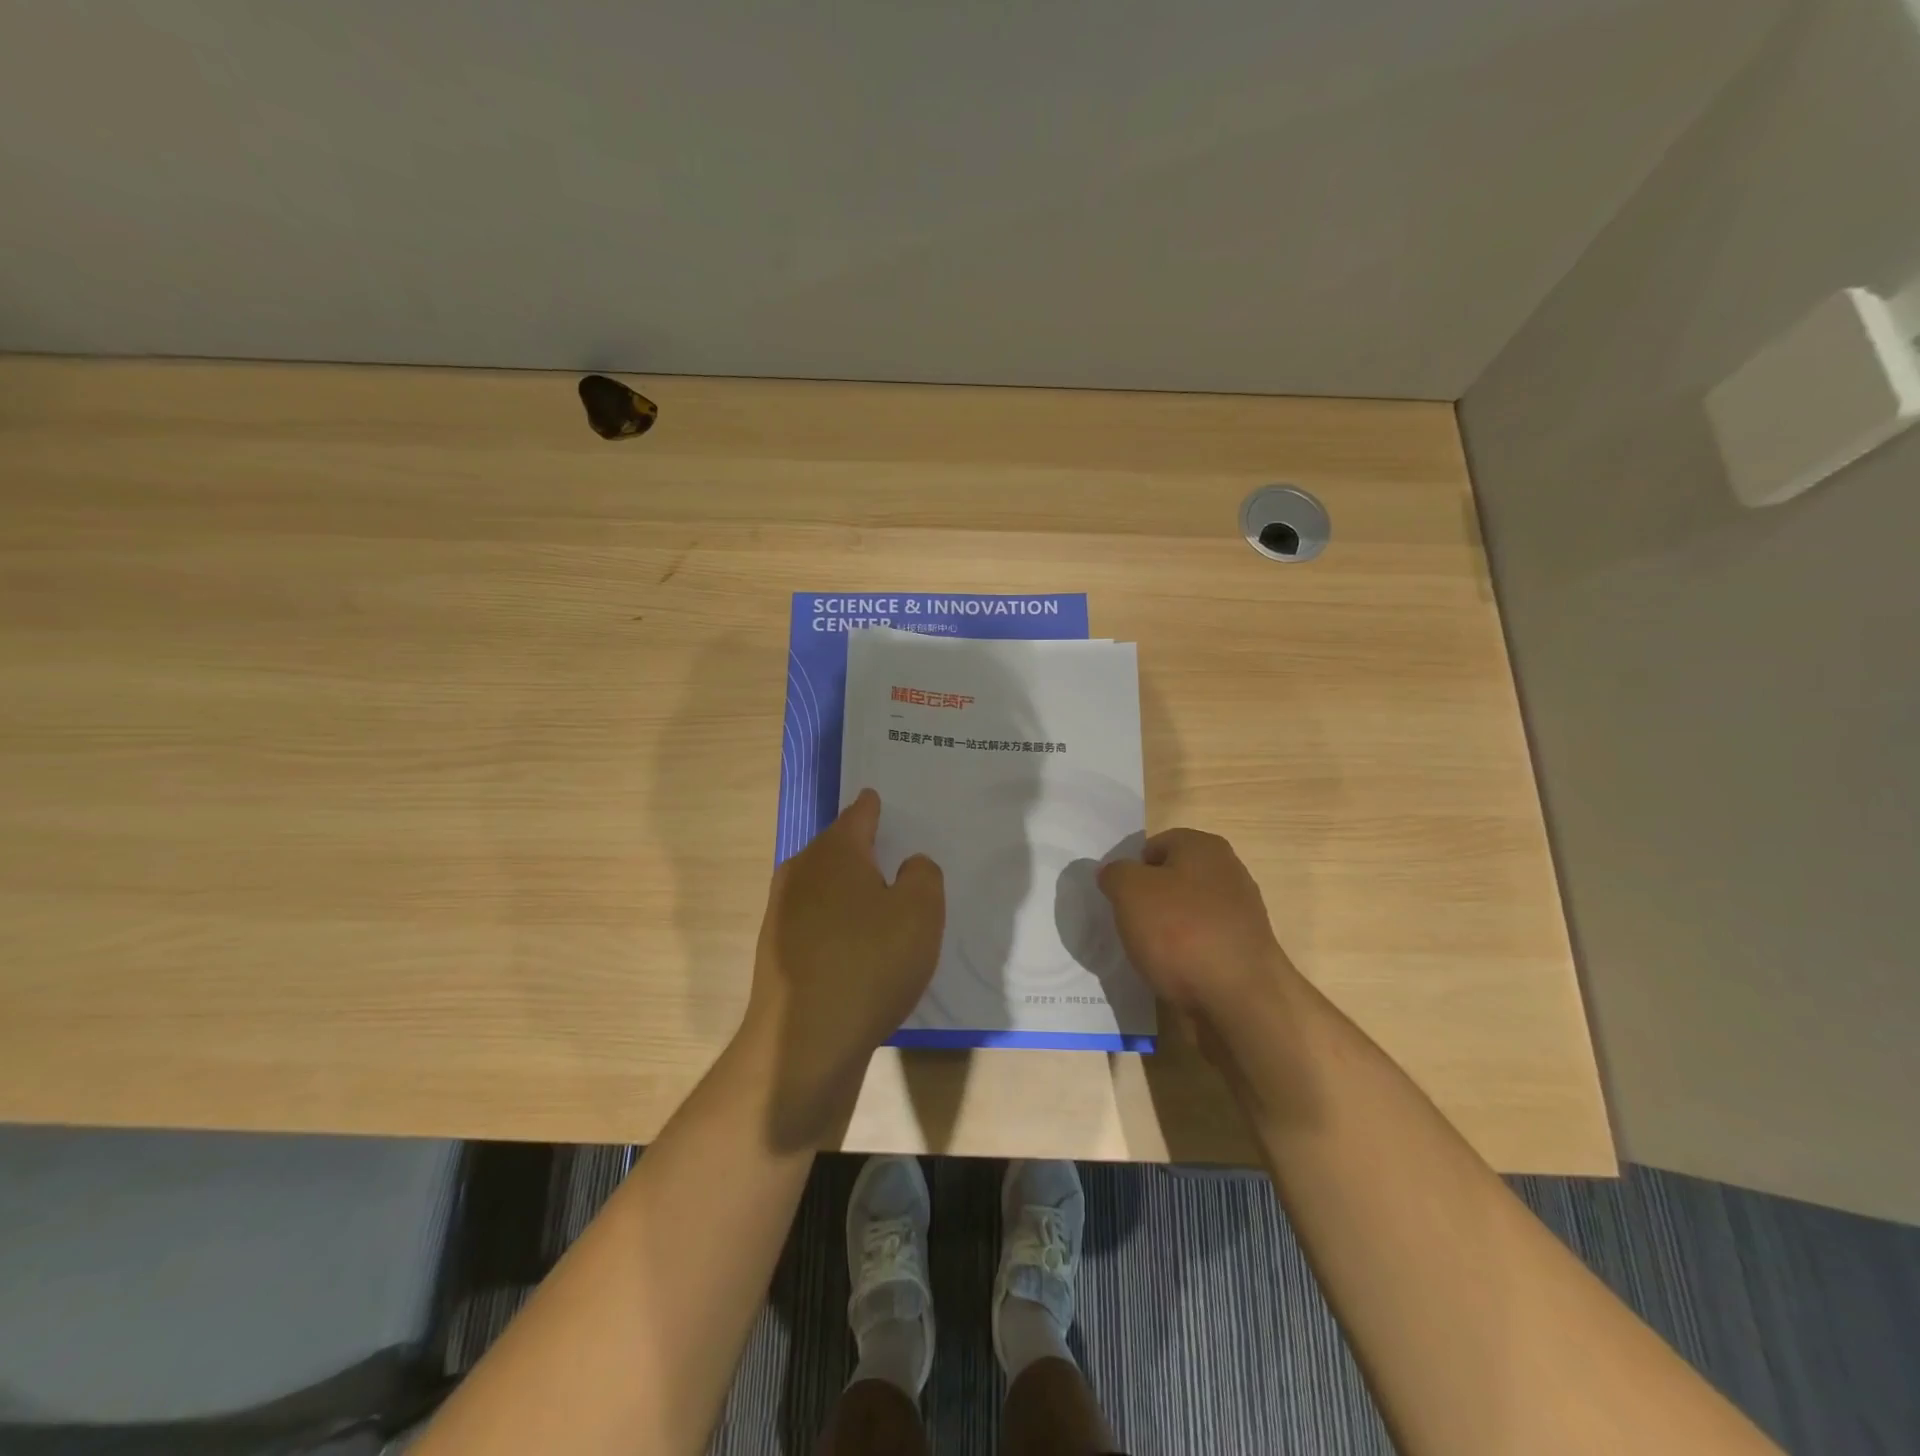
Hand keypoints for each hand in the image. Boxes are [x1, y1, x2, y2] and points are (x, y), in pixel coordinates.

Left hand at [739, 789, 944, 1147]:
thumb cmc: (870, 962)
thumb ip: (923, 875)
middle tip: (892, 851)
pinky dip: (837, 922)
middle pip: (837, 849)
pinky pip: (816, 921)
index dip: (874, 807)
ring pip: (824, 886)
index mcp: (835, 852)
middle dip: (861, 849)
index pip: (859, 814)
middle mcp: (801, 872)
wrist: (805, 1040)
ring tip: (879, 899)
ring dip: (848, 889)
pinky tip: (857, 945)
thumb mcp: (921, 911)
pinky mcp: (776, 952)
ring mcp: (782, 913)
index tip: (879, 798)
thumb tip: (908, 866)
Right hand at [1097, 829, 1299, 1033]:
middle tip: (1130, 925)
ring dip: (1166, 931)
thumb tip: (1114, 874)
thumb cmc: (1180, 931)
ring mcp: (1240, 912)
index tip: (1120, 899)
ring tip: (1150, 954)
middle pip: (1172, 880)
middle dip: (1149, 901)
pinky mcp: (1244, 950)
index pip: (1154, 846)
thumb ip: (1115, 874)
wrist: (1240, 999)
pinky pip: (1202, 943)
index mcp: (1203, 846)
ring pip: (1186, 913)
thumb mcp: (1129, 891)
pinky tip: (1173, 973)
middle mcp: (1228, 871)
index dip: (1131, 870)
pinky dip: (1185, 955)